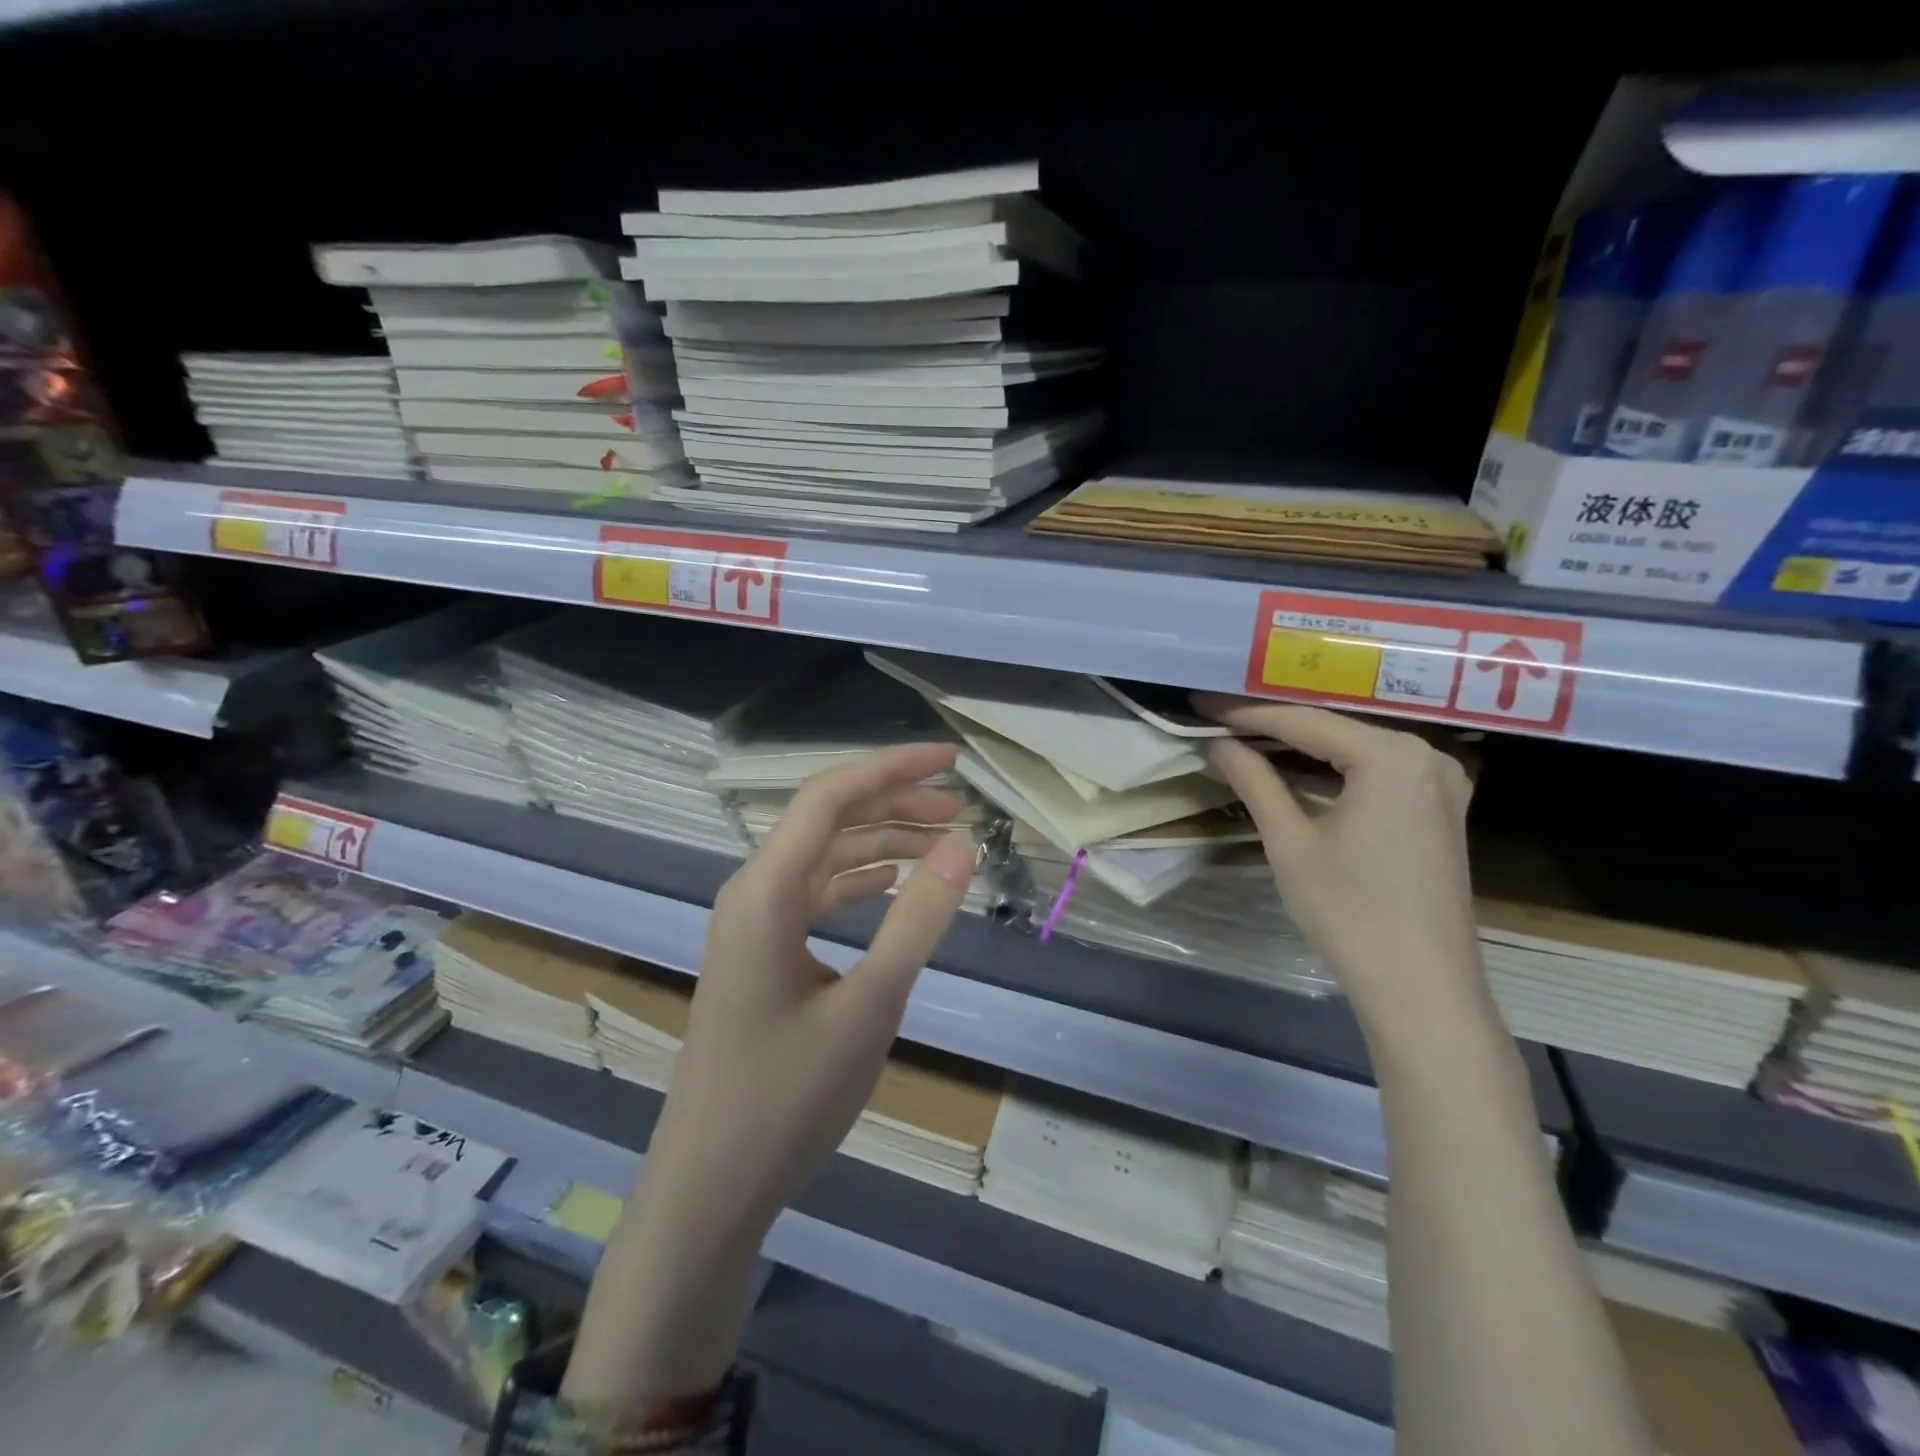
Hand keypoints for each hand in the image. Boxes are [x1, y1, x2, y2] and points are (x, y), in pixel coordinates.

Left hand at [649, 740, 975, 1233]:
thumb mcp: (870, 1004)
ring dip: (881, 844)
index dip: (893, 768)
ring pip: (824, 859)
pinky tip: (893, 887)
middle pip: (828, 821)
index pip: (831, 797)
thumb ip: (918, 919)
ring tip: (942, 844)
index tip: (952, 761)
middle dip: (895, 805)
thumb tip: (964, 844)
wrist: (710, 1189)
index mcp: (766, 890)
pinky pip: (815, 897)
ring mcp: (753, 926)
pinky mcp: (761, 956)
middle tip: (961, 810)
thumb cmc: (788, 1097)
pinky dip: (859, 883)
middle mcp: (752, 893)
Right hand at [1193, 695, 1488, 1029]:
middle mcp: (1426, 757)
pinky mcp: (1438, 811)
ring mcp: (1439, 784)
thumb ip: (1254, 781)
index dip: (1245, 713)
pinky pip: (1375, 774)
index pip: (1304, 721)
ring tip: (1242, 737)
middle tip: (1217, 716)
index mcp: (1393, 756)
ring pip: (1354, 751)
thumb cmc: (1350, 912)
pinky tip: (1291, 772)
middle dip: (1272, 725)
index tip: (1201, 703)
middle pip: (1333, 729)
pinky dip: (1331, 772)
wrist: (1422, 989)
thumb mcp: (1291, 842)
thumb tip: (1217, 743)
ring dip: (1301, 748)